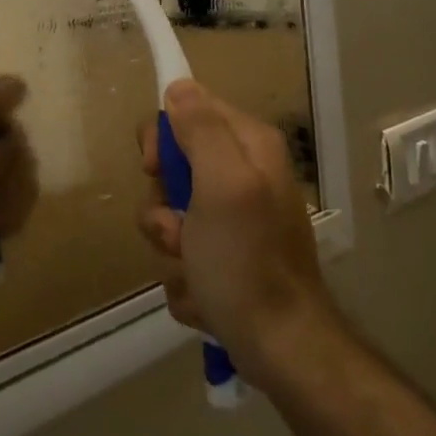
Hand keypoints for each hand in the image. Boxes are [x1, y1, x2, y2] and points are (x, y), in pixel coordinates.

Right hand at [137, 79, 338, 379]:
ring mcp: (232, 222)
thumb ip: (201, 130)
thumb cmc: (248, 261)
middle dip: (163, 206)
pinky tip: (205, 297)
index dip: (162, 139)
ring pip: (169, 216)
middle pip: (172, 168)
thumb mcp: (223, 185)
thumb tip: (179, 86)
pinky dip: (184, 278)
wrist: (280, 348)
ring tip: (195, 272)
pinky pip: (180, 254)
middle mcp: (241, 177)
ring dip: (170, 248)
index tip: (155, 169)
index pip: (187, 111)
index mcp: (248, 148)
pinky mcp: (223, 260)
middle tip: (179, 231)